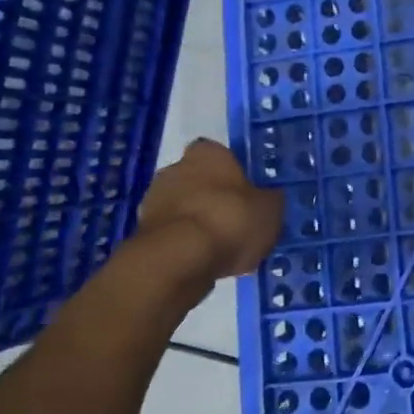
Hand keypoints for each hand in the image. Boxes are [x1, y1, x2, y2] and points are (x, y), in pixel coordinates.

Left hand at [135, 139, 283, 280]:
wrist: (179, 258)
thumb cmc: (231, 219)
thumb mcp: (270, 209)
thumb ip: (269, 200)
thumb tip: (268, 198)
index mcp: (208, 153)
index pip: (222, 155)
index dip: (234, 174)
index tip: (247, 194)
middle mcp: (175, 167)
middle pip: (199, 180)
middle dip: (213, 198)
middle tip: (236, 222)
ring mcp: (154, 199)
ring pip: (183, 207)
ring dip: (197, 222)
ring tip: (222, 248)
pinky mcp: (142, 231)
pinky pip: (172, 234)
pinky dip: (185, 244)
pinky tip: (203, 261)